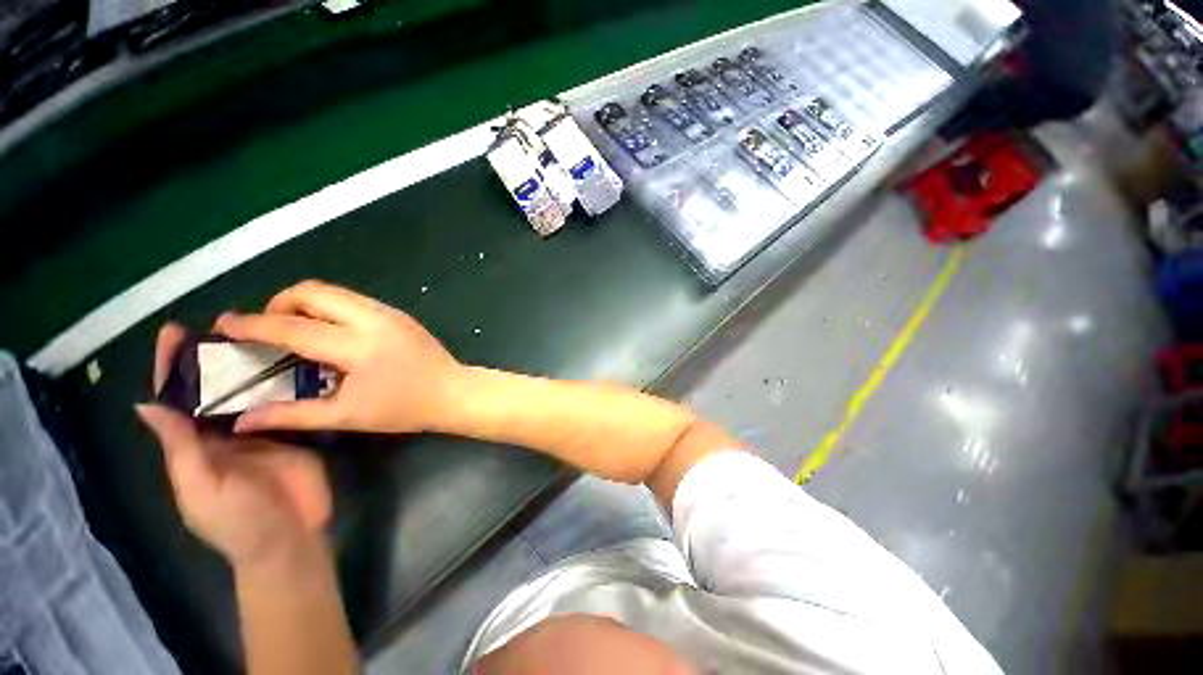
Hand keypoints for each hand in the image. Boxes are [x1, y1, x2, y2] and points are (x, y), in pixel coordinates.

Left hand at [137, 323, 331, 567]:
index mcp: (195, 446)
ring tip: (264, 333)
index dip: (172, 368)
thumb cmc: (237, 522)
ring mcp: (264, 430)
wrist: (292, 538)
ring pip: (254, 391)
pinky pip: (288, 403)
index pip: (177, 400)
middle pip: (217, 389)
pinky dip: (288, 382)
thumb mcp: (200, 488)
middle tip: (229, 324)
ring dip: (255, 364)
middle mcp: (226, 432)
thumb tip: (148, 404)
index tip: (175, 333)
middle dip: (216, 357)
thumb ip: (180, 448)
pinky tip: (297, 362)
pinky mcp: (296, 432)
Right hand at [213, 280, 463, 434]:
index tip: (223, 324)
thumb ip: (292, 414)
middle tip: (268, 328)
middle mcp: (372, 318)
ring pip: (334, 292)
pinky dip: (330, 308)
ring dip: (306, 303)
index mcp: (357, 345)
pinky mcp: (399, 313)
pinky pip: (354, 300)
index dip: (252, 324)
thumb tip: (242, 420)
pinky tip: (330, 333)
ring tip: (295, 329)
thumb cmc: (404, 408)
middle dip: (280, 303)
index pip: (292, 326)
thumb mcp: (347, 416)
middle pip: (312, 291)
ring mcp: (389, 312)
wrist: (453, 392)